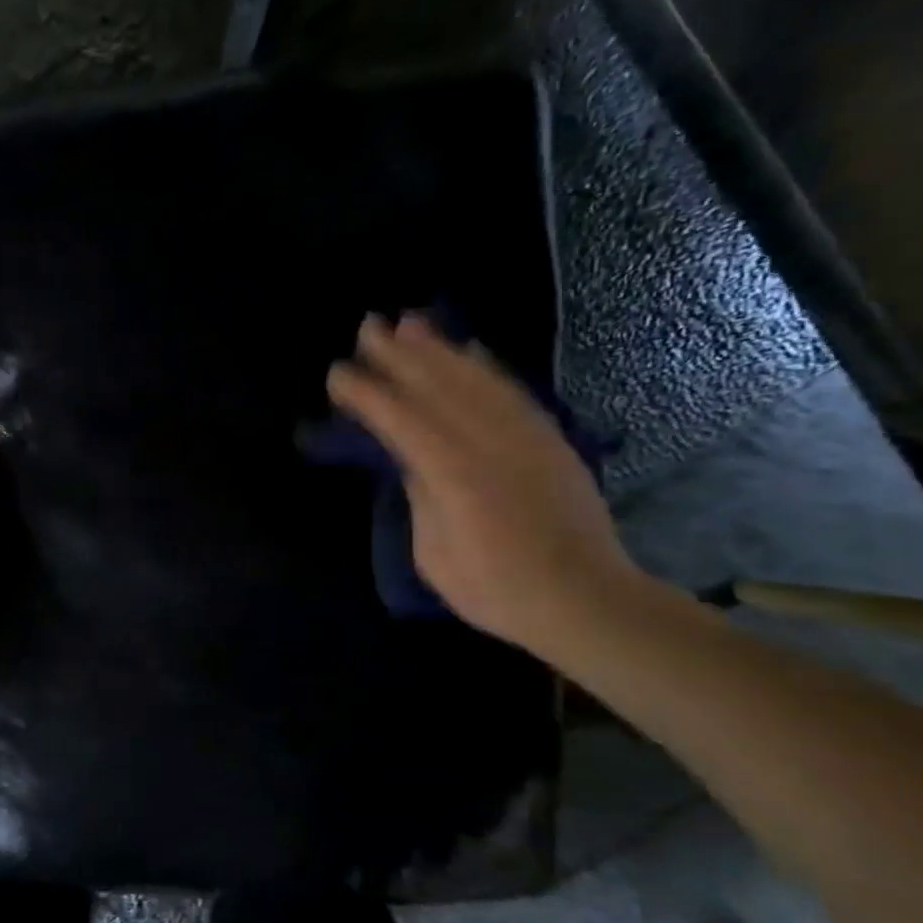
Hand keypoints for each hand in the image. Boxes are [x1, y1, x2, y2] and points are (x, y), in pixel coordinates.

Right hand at [326, 313, 645, 655]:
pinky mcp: (548, 440)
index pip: (400, 420)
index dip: (367, 393)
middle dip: (399, 354)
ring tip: (411, 322)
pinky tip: (471, 350)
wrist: (584, 600)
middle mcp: (489, 444)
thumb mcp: (435, 555)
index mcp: (453, 475)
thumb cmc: (495, 590)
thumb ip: (422, 499)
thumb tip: (413, 462)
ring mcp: (524, 437)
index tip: (338, 373)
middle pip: (437, 386)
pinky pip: (512, 392)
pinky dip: (486, 367)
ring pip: (475, 380)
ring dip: (440, 348)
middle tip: (368, 326)